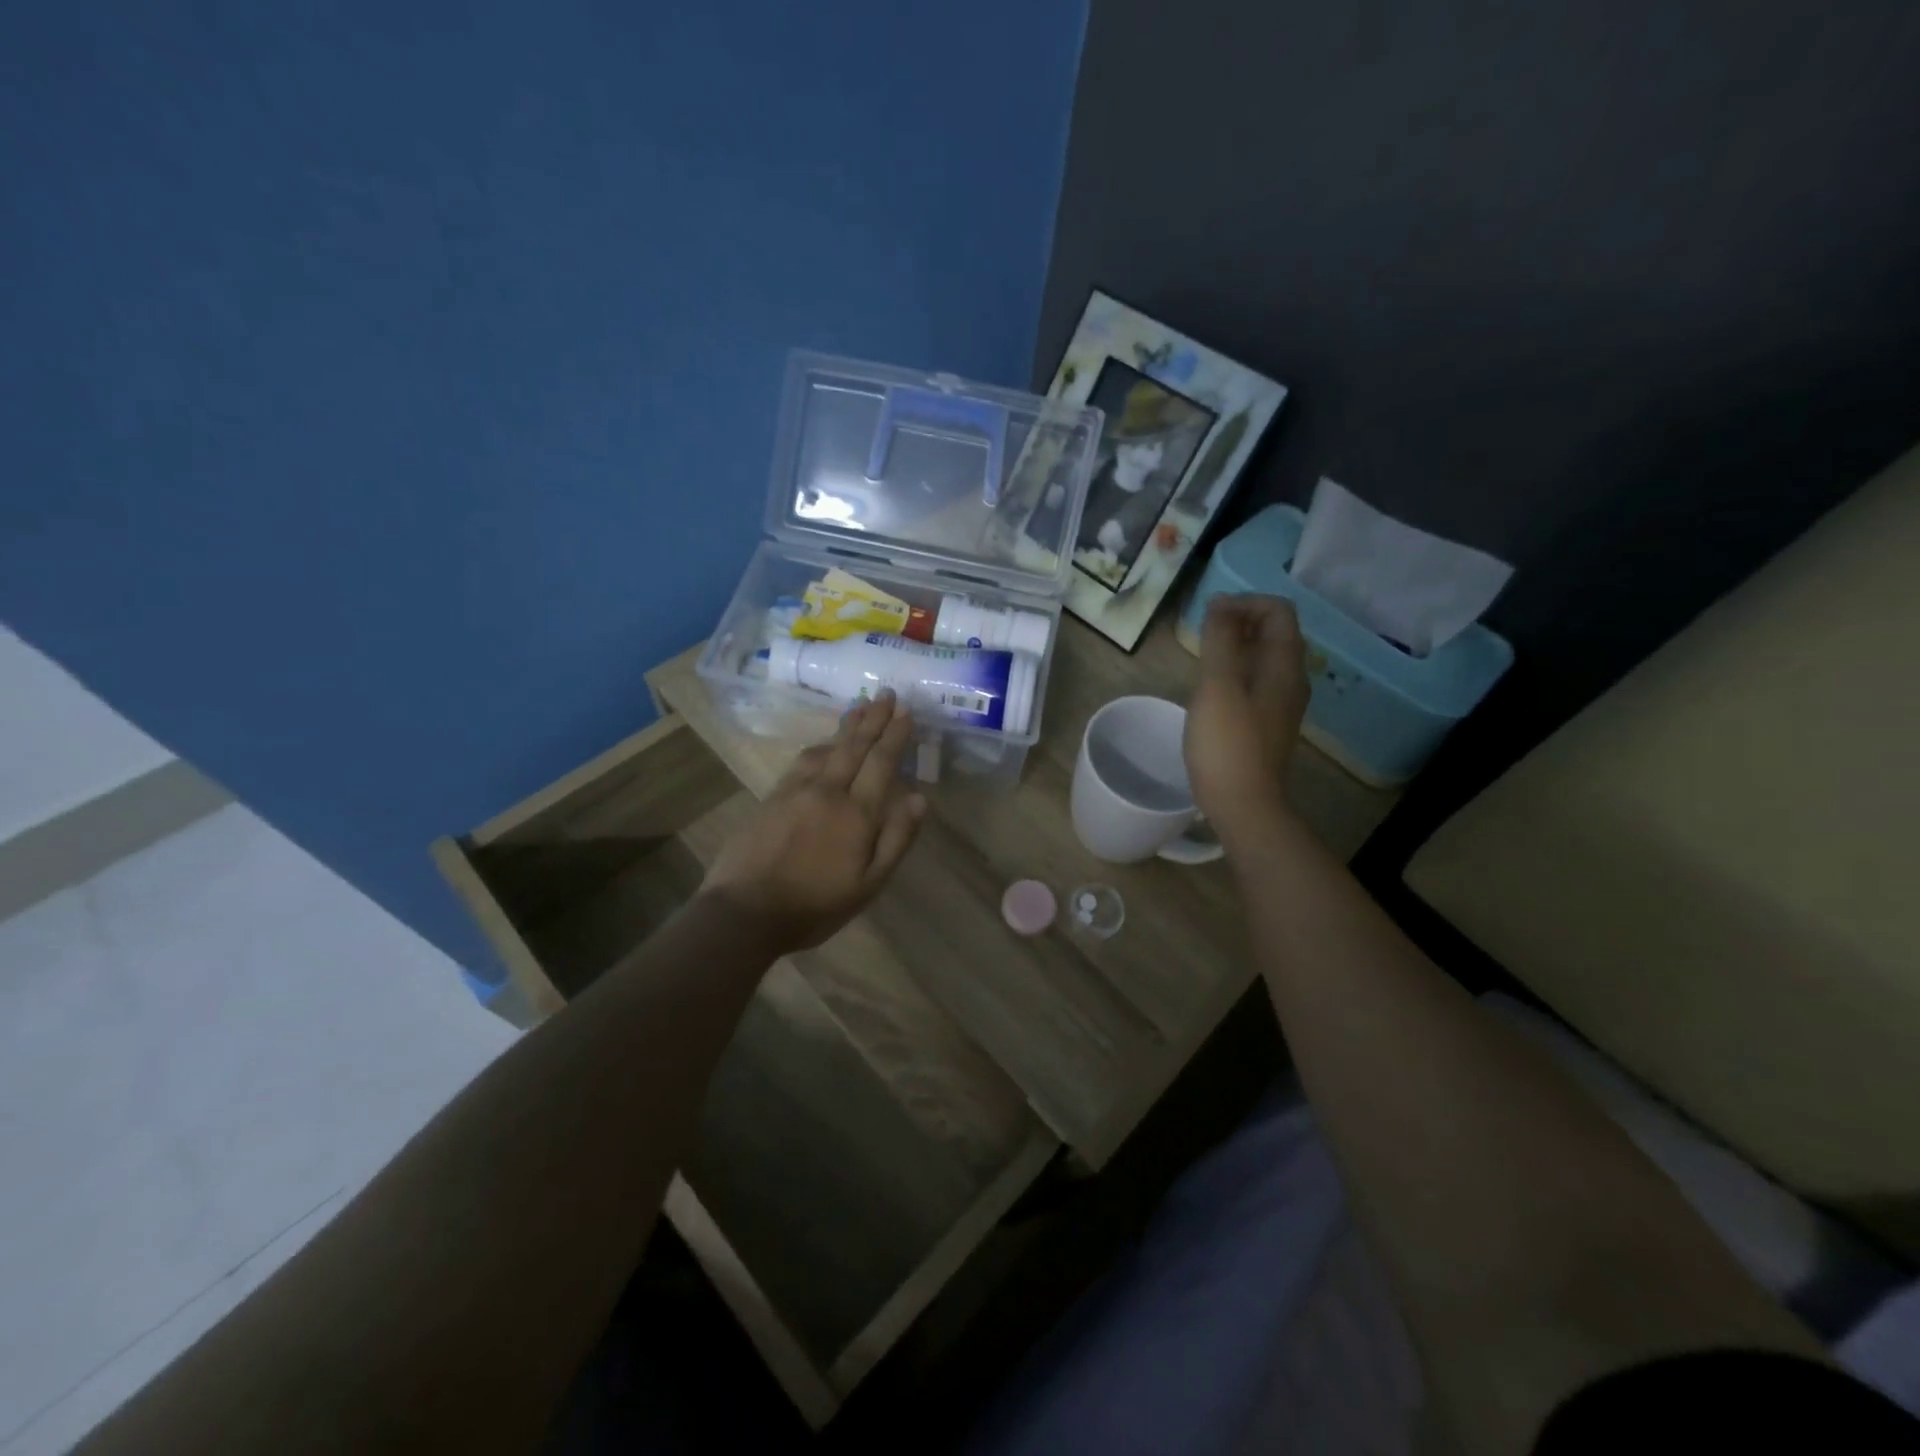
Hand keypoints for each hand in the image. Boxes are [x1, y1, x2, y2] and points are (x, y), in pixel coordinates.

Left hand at [700, 691, 927, 951]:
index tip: (905, 710)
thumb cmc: (815, 905)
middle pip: (854, 746)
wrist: (745, 911)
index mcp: (856, 813)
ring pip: (826, 748)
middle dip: (872, 718)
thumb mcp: (868, 884)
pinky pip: (802, 761)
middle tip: (885, 693)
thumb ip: (896, 839)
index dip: (895, 734)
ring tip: (859, 708)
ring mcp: (796, 791)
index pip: (881, 762)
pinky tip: (823, 745)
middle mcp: (828, 791)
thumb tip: (919, 798)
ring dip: (846, 726)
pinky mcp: (772, 797)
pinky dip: (819, 746)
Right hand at [1184, 594, 1309, 839]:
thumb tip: (1220, 604)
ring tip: (1201, 658)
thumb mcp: (1218, 686)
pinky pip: (1255, 682)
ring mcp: (1280, 704)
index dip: (1244, 602)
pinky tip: (1209, 690)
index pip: (1278, 611)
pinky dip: (1234, 672)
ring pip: (1263, 658)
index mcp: (1285, 665)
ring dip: (1234, 647)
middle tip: (1202, 634)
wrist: (1243, 805)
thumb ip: (1220, 640)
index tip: (1209, 615)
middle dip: (1238, 621)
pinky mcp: (1266, 724)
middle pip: (1273, 632)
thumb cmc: (1227, 743)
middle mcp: (1291, 679)